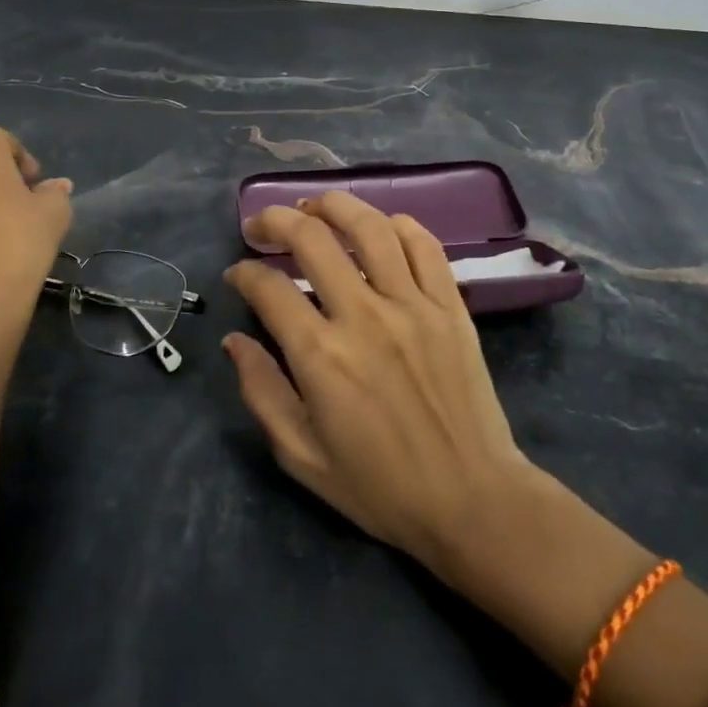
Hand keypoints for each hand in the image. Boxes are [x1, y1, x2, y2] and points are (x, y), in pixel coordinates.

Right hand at [221, 191, 533, 573]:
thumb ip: (262, 393)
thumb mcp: (302, 457)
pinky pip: (424, 246)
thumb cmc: (381, 487)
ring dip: (333, 205)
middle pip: (312, 239)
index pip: (269, 288)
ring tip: (313, 206)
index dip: (244, 273)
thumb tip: (234, 341)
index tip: (238, 275)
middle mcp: (364, 317)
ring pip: (369, 228)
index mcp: (322, 357)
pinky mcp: (450, 306)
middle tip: (261, 226)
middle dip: (275, 221)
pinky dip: (398, 225)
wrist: (473, 501)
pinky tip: (379, 227)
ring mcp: (413, 305)